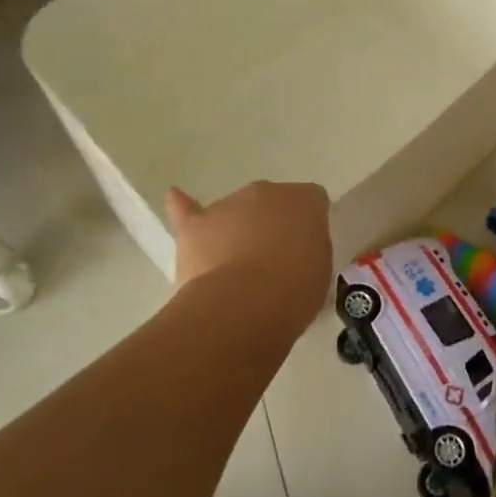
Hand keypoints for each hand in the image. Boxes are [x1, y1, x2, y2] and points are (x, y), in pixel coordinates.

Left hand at [164, 181, 332, 332]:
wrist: (243, 305)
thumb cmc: (293, 292)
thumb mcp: (320, 270)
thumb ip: (309, 249)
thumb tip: (294, 249)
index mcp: (305, 200)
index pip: (312, 202)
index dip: (308, 226)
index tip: (305, 252)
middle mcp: (268, 191)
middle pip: (271, 202)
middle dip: (271, 225)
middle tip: (273, 262)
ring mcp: (229, 204)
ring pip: (235, 211)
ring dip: (237, 230)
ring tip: (236, 269)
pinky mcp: (195, 225)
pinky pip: (187, 209)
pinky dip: (182, 206)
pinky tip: (175, 198)